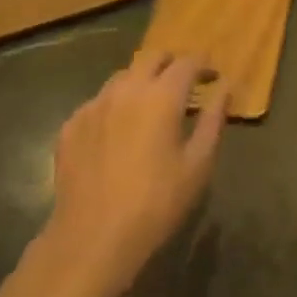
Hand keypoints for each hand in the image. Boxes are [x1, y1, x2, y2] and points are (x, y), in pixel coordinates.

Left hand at [26, 52, 227, 296]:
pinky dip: (114, 106)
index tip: (212, 76)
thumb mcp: (198, 164)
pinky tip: (118, 132)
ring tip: (150, 106)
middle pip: (152, 57)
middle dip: (171, 63)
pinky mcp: (71, 125)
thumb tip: (224, 88)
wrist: (92, 239)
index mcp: (162, 96)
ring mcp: (94, 105)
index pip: (188, 62)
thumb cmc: (156, 204)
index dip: (203, 64)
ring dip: (141, 81)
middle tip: (183, 84)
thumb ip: (214, 119)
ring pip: (122, 76)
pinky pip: (98, 102)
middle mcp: (126, 89)